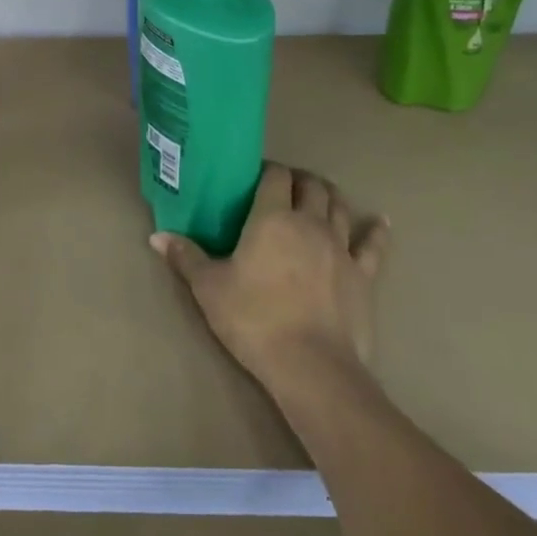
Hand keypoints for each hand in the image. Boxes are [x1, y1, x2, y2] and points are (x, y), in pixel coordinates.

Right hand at [151, 163, 389, 395]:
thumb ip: (186, 257)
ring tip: (319, 194)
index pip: (275, 177)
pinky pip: (372, 246)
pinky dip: (376, 230)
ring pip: (339, 207)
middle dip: (298, 179)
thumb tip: (157, 236)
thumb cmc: (253, 319)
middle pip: (311, 186)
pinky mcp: (363, 274)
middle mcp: (310, 223)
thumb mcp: (209, 289)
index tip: (255, 176)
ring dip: (329, 195)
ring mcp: (341, 247)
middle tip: (284, 186)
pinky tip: (380, 221)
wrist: (310, 365)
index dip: (267, 170)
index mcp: (272, 218)